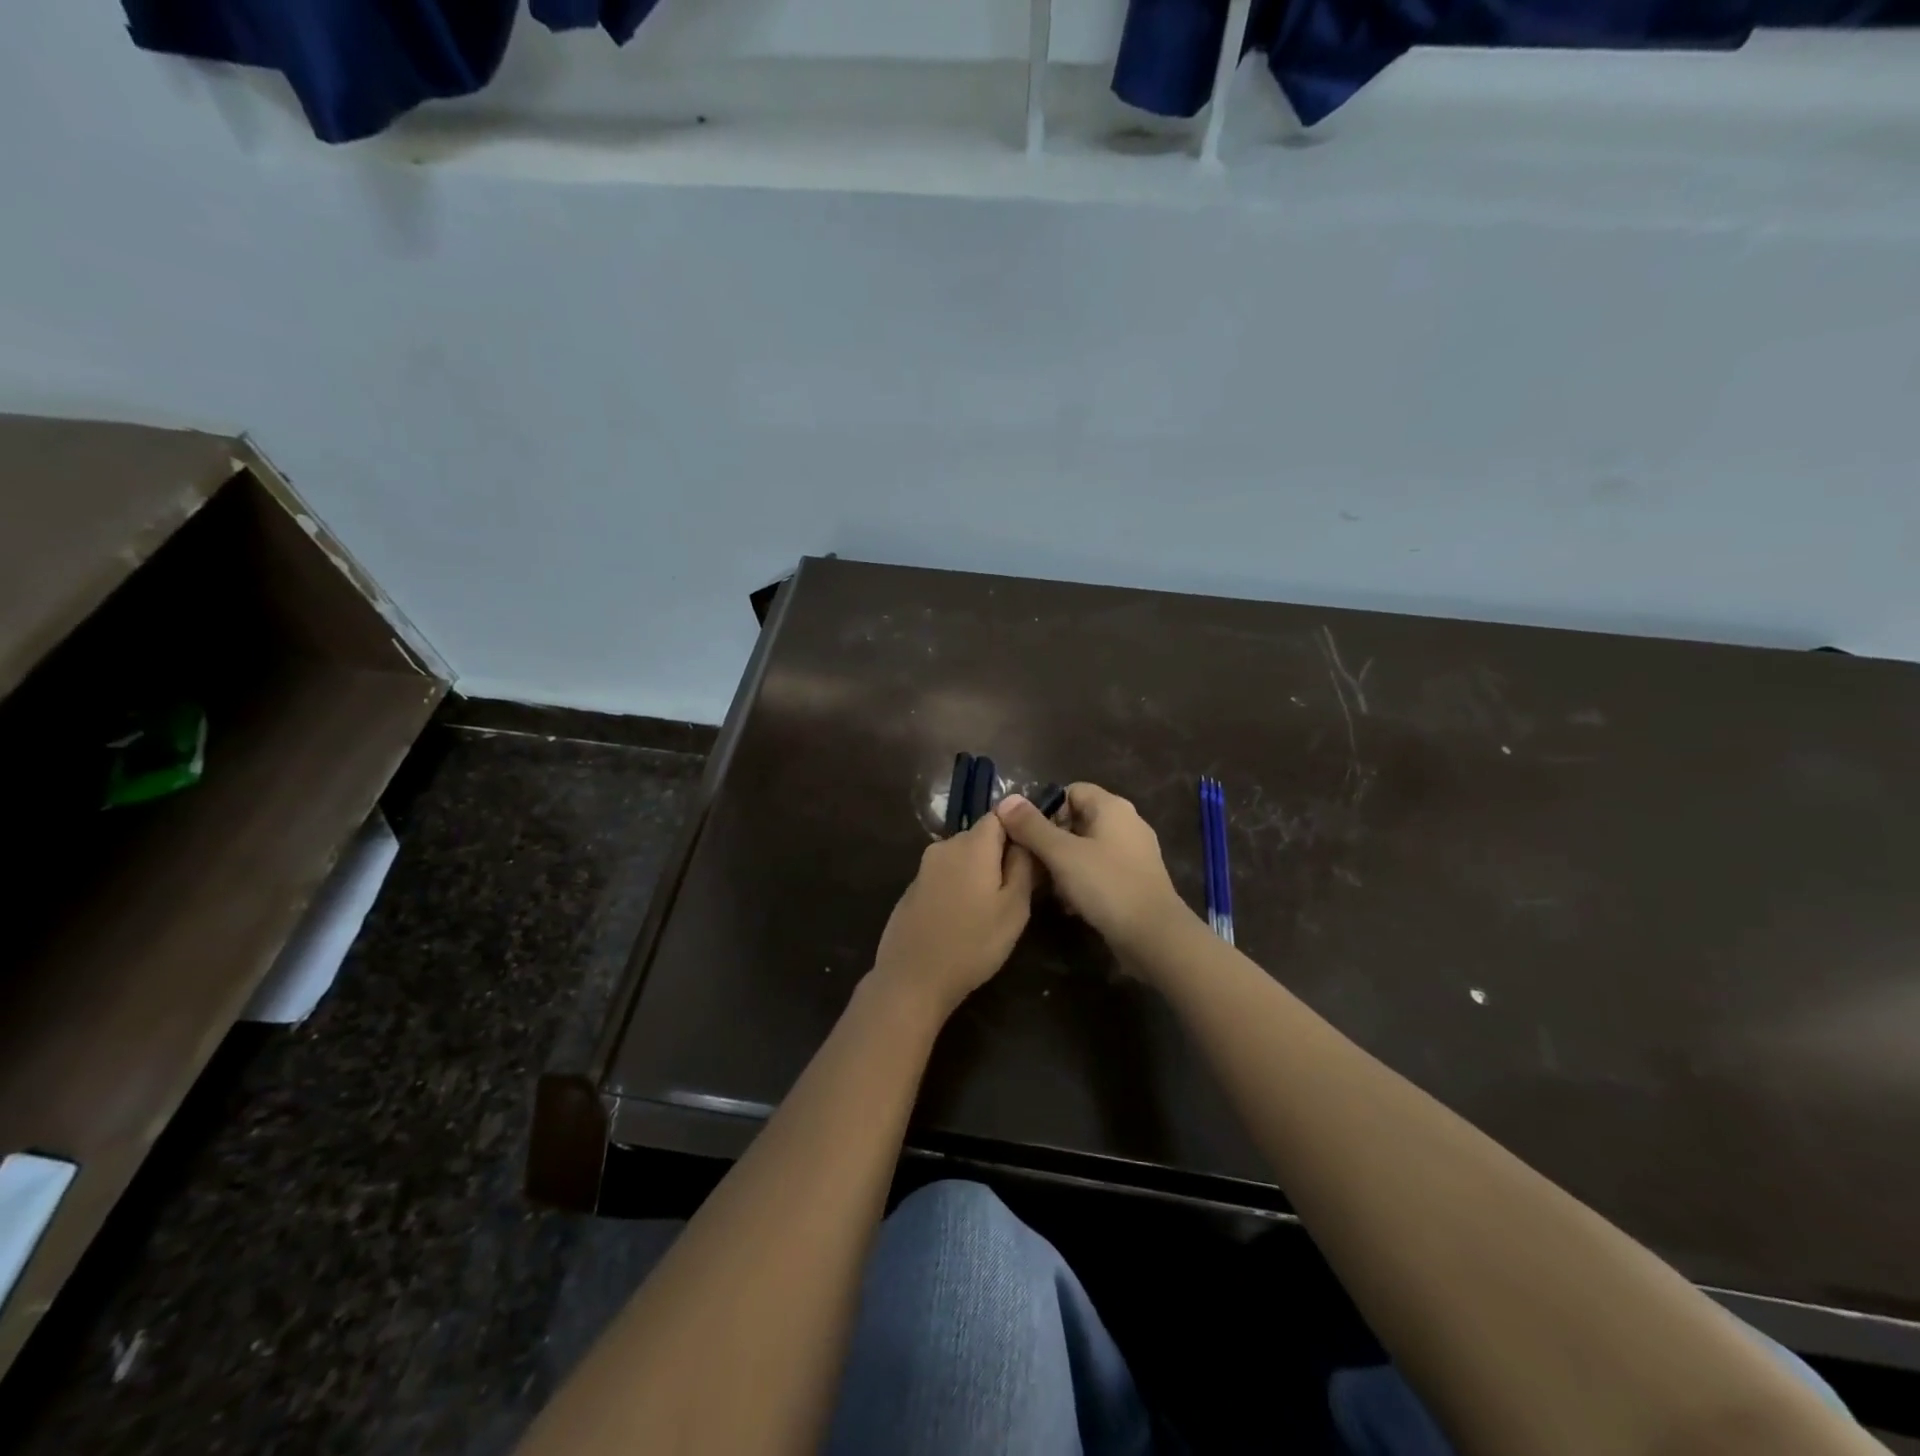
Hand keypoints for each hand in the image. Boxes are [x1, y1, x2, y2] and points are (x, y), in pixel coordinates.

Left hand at [868, 813, 1037, 1021]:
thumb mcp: (1014, 908)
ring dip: (979, 874)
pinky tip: (963, 918)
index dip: (1020, 831)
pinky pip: (945, 876)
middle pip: (981, 837)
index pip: (1001, 815)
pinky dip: (958, 887)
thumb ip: (1023, 866)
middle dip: (1000, 856)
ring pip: (963, 858)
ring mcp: (925, 867)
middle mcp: (945, 846)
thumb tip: (1025, 838)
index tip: (1032, 859)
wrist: (912, 978)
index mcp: (972, 844)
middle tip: (1017, 891)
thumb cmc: (973, 943)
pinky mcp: (913, 888)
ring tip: (991, 910)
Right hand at [996, 784, 1192, 956]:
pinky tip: (1069, 903)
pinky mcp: (1136, 879)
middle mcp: (1127, 822)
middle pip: (1078, 819)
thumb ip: (1032, 826)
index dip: (1046, 808)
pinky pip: (1100, 869)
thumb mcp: (1061, 854)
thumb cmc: (1106, 885)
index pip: (1071, 790)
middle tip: (1032, 863)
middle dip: (1051, 840)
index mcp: (1112, 807)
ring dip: (1064, 863)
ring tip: (1047, 887)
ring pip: (1087, 847)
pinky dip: (1083, 880)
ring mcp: (1134, 852)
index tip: (1027, 834)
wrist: (1154, 936)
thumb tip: (1006, 800)